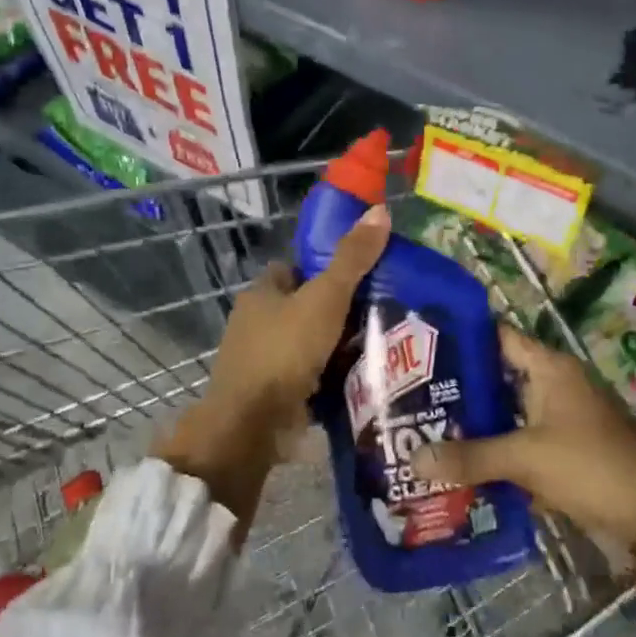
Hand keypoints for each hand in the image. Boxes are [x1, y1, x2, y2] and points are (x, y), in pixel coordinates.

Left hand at [155, 204, 390, 531]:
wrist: (252, 426)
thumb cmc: (284, 351)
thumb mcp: (325, 297)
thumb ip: (353, 258)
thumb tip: (380, 210)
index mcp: (261, 294)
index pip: (294, 269)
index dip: (323, 267)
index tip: (360, 274)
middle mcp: (256, 324)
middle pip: (303, 306)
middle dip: (336, 309)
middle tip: (382, 308)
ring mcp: (262, 362)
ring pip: (308, 343)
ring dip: (336, 346)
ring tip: (383, 342)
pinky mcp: (273, 395)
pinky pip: (309, 377)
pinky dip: (331, 377)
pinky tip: (363, 376)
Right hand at [410, 325, 635, 545]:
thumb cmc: (588, 465)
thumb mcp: (525, 458)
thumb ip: (471, 457)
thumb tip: (414, 460)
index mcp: (551, 368)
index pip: (500, 337)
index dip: (465, 338)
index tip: (426, 347)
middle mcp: (558, 383)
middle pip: (503, 376)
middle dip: (465, 388)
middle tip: (418, 396)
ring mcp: (566, 416)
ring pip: (514, 410)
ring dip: (483, 422)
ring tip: (434, 429)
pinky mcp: (571, 447)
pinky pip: (527, 438)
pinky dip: (503, 447)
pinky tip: (470, 463)